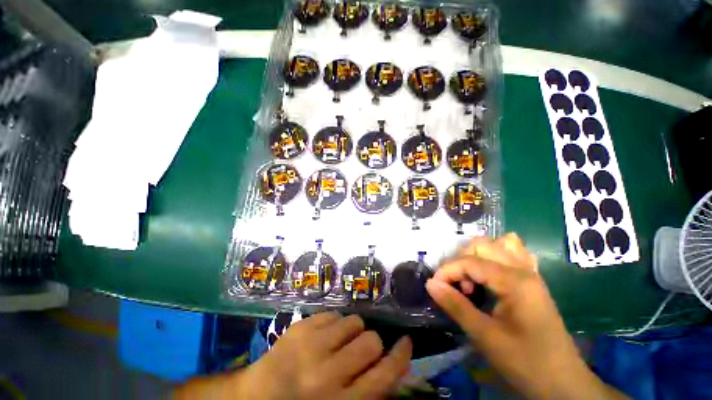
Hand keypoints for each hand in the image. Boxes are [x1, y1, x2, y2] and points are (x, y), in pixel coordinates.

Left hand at [237, 313, 410, 398]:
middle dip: (372, 343)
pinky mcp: (300, 328)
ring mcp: (311, 347)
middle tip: (360, 350)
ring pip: (353, 321)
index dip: (401, 356)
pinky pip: (332, 313)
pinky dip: (334, 323)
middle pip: (371, 342)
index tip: (407, 342)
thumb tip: (390, 363)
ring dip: (353, 330)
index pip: (385, 375)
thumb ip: (368, 390)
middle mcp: (328, 374)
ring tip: (340, 340)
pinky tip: (323, 335)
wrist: (254, 399)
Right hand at [426, 233, 626, 399]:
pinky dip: (496, 258)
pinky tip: (490, 275)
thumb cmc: (526, 363)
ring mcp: (530, 274)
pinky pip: (513, 256)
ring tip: (471, 278)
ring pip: (499, 245)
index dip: (447, 271)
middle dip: (461, 261)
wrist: (564, 385)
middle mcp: (523, 269)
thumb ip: (456, 306)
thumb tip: (430, 283)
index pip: (469, 262)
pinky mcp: (532, 282)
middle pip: (482, 245)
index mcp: (514, 281)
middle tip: (457, 287)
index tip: (435, 287)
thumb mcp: (486, 337)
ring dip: (478, 256)